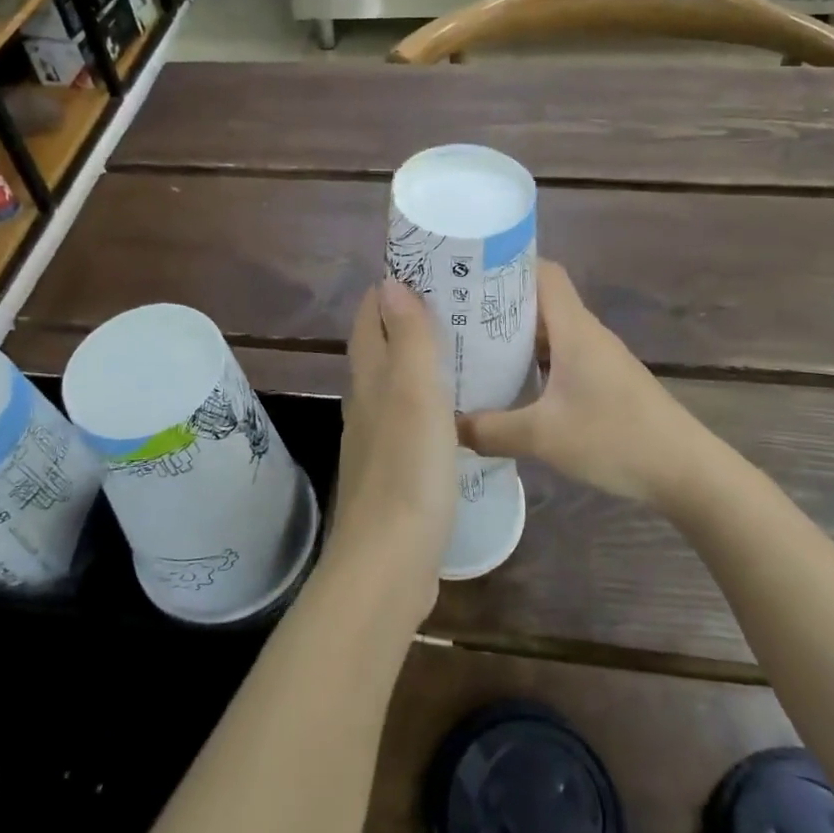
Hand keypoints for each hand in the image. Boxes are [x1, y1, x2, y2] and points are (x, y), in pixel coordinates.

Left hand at [326, 281, 457, 618]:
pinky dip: (430, 402)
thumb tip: (391, 283)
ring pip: (396, 385)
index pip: (370, 318)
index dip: (392, 288)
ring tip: (467, 350)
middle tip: (461, 305)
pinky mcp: (394, 471)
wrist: (389, 563)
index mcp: (370, 379)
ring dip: (422, 362)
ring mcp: (377, 439)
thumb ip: (408, 339)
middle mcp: (366, 403)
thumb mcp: (416, 395)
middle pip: (382, 348)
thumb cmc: (408, 471)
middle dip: (411, 320)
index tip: (431, 269)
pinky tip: (460, 411)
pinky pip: (411, 420)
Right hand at [460, 261, 706, 506]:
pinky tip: (510, 387)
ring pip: (549, 333)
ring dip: (514, 337)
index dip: (507, 265)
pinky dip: (532, 363)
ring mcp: (598, 359)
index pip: (543, 273)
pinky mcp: (604, 383)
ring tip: (470, 348)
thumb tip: (449, 426)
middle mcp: (586, 334)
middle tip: (454, 314)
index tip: (467, 273)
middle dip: (498, 304)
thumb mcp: (543, 437)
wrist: (686, 471)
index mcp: (574, 329)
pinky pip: (560, 359)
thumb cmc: (615, 438)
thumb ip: (491, 430)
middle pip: (540, 301)